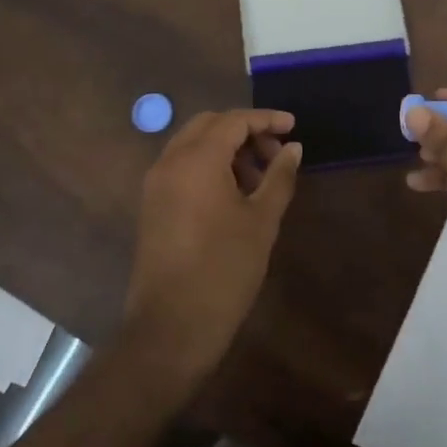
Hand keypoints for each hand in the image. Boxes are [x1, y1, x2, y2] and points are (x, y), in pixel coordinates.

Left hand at [121, 108, 303, 384]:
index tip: (294, 126)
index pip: (233, 121)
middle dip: (244, 131)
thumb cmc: (224, 270)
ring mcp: (156, 184)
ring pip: (193, 145)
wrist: (171, 327)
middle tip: (276, 152)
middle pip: (209, 125)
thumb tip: (293, 148)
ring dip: (226, 149)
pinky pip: (182, 167)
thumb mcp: (261, 221)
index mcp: (196, 159)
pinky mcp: (152, 205)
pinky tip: (234, 193)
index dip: (266, 119)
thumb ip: (279, 177)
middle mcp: (170, 162)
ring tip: (259, 177)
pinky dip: (208, 166)